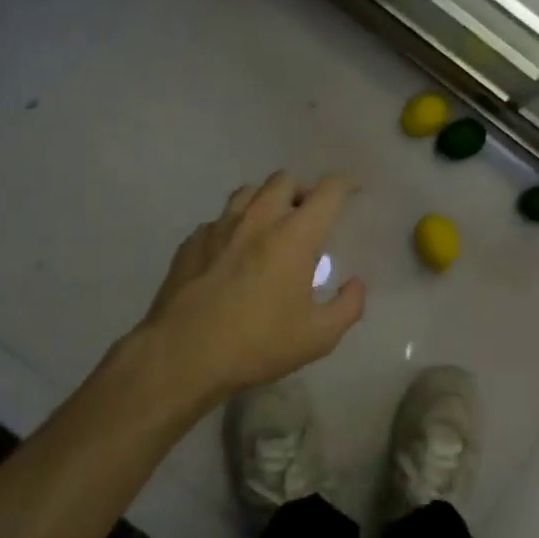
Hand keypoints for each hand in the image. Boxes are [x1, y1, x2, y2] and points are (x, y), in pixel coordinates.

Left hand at [130, 172, 365, 401]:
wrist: (181, 357)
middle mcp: (259, 219)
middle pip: (285, 180)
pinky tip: (233, 252)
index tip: (353, 190)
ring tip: (271, 225)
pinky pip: (219, 219)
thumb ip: (348, 307)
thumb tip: (357, 284)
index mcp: (294, 235)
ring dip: (267, 200)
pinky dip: (234, 226)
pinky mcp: (192, 242)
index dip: (346, 184)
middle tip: (309, 216)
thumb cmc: (257, 344)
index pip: (328, 191)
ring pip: (249, 191)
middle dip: (303, 190)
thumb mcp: (318, 337)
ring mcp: (220, 227)